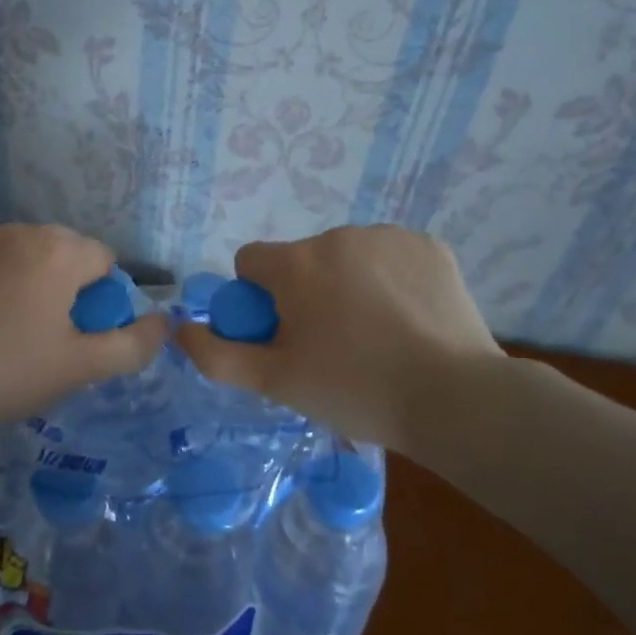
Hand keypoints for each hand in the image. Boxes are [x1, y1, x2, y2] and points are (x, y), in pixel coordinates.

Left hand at [0, 218, 167, 439]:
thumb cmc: (7, 374)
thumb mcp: (80, 368)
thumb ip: (133, 344)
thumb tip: (164, 322)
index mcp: (61, 252)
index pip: (104, 261)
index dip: (100, 299)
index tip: (77, 334)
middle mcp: (20, 229)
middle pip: (61, 251)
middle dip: (62, 283)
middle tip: (41, 334)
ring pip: (18, 247)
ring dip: (22, 272)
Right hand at [176, 225, 502, 444]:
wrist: (454, 399)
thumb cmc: (354, 390)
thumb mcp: (275, 382)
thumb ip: (217, 356)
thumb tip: (181, 331)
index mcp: (296, 263)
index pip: (251, 262)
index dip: (258, 301)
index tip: (283, 336)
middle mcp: (337, 235)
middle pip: (300, 261)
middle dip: (305, 294)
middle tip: (331, 346)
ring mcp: (388, 236)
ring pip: (346, 257)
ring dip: (347, 284)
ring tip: (375, 336)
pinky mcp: (428, 245)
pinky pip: (388, 256)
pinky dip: (389, 280)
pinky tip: (408, 319)